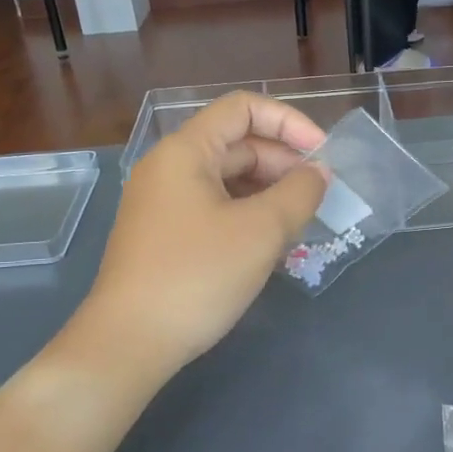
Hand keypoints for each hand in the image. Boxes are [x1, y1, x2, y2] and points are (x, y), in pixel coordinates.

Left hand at [81, 93, 327, 375]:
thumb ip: (299, 193)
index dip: (289, 122)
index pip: (243, 109)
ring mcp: (163, 203)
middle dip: (283, 162)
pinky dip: (247, 214)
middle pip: (236, 144)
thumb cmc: (197, 276)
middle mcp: (169, 167)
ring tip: (301, 221)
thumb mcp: (261, 231)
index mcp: (186, 151)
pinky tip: (271, 242)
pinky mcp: (164, 235)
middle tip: (319, 196)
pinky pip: (214, 208)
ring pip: (227, 180)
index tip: (322, 154)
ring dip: (268, 191)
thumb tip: (318, 174)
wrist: (130, 342)